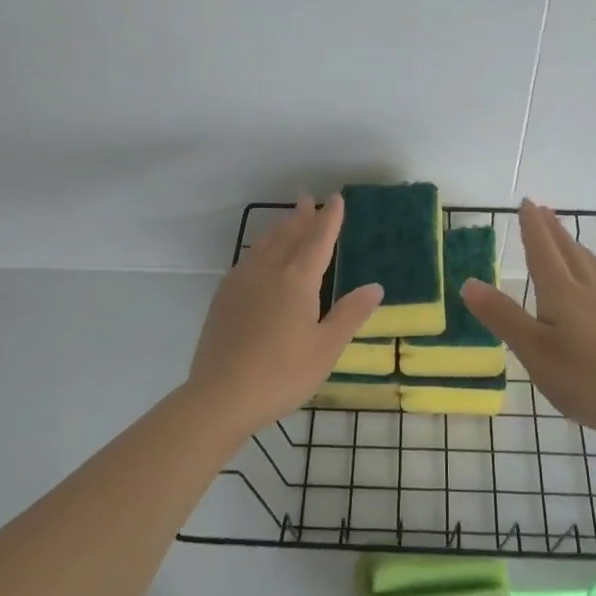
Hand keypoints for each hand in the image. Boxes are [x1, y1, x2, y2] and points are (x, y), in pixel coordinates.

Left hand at [186, 193, 382, 435]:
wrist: (221, 396)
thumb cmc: (282, 374)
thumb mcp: (326, 348)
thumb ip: (350, 314)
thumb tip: (375, 286)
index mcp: (297, 281)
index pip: (318, 241)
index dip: (329, 219)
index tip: (336, 199)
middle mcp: (268, 273)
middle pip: (287, 236)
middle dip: (301, 217)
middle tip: (307, 199)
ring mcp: (240, 284)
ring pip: (263, 246)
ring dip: (278, 229)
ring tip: (286, 221)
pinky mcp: (223, 299)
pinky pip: (245, 261)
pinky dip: (258, 249)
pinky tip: (257, 258)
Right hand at [462, 199, 595, 439]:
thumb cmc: (585, 377)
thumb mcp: (533, 350)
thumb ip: (502, 317)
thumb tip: (468, 282)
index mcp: (561, 292)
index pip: (542, 250)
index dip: (532, 227)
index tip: (526, 202)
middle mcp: (586, 290)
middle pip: (567, 251)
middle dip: (552, 230)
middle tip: (542, 209)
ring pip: (587, 264)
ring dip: (572, 245)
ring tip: (565, 237)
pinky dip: (587, 267)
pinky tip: (591, 283)